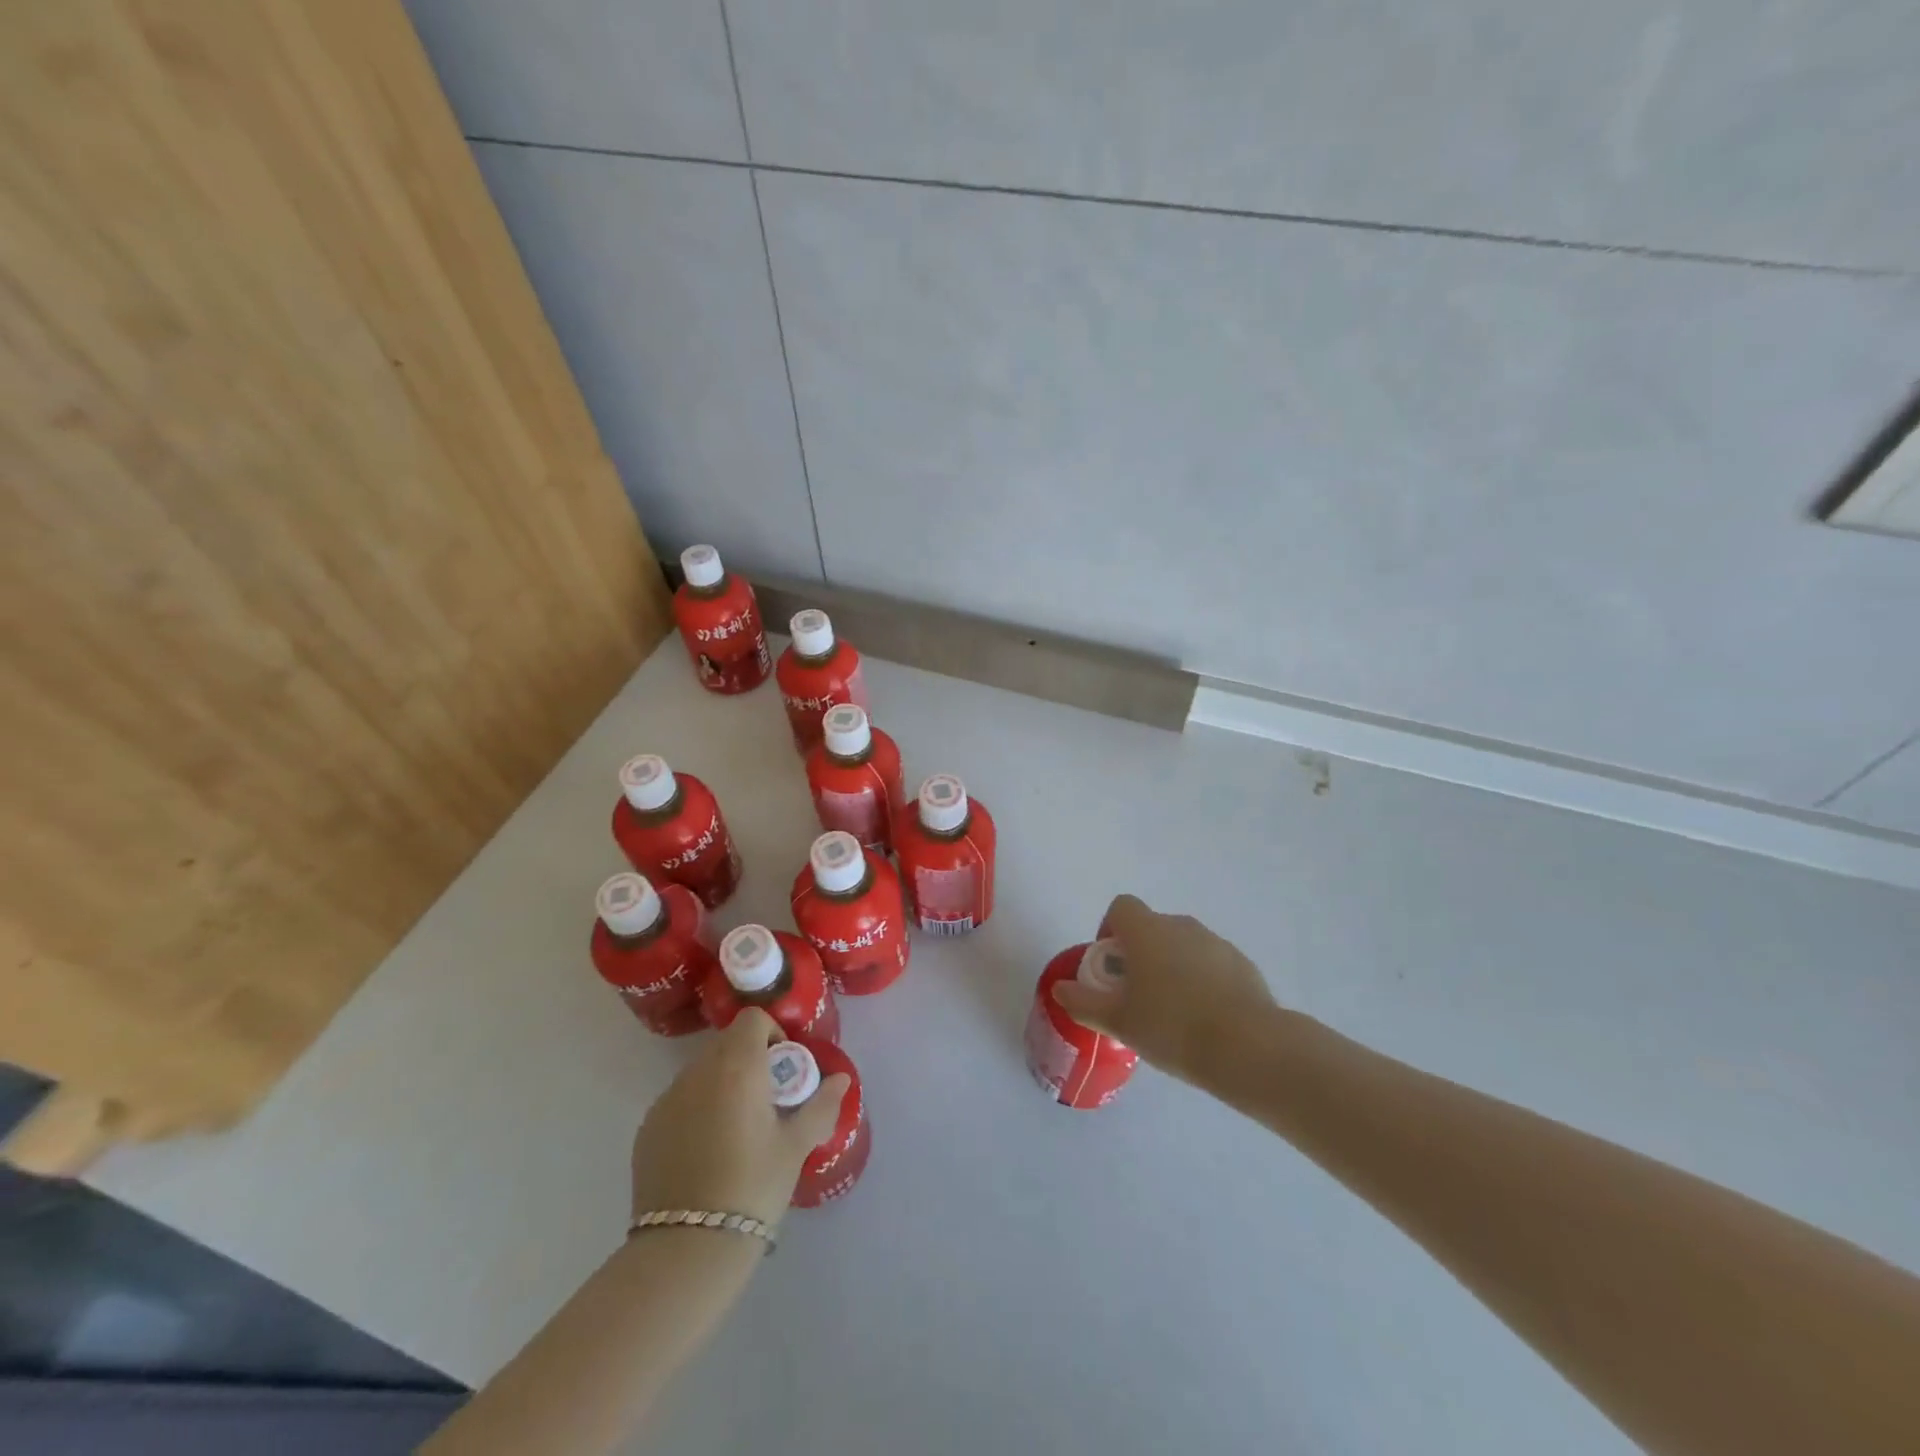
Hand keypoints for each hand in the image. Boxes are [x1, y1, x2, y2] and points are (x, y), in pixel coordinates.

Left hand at [629, 1009, 850, 1228]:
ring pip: (702, 1070)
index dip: (771, 1033)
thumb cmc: (753, 1187)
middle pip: (727, 1042)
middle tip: (767, 1098)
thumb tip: (841, 1079)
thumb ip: (821, 1105)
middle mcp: (699, 1072)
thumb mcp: (796, 1146)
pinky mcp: (648, 1127)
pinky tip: (707, 1149)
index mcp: (738, 1067)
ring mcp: (667, 1099)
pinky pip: (680, 1099)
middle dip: (750, 1058)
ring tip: (737, 1126)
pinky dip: (697, 1107)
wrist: (687, 1248)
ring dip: (723, 1082)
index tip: (782, 1068)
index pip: (752, 1019)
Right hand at [1051, 894, 1277, 1087]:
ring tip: (1173, 1014)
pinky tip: (1205, 1020)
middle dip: (1141, 954)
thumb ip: (1084, 1001)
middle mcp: (1181, 926)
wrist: (1248, 1047)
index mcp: (1147, 931)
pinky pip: (1211, 964)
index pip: (1122, 907)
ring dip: (1173, 967)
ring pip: (1183, 946)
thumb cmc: (1172, 1027)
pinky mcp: (1243, 965)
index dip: (1111, 930)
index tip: (1112, 967)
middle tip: (1137, 996)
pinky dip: (1203, 981)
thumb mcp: (1118, 1021)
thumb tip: (1060, 988)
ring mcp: (1216, 943)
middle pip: (1152, 927)